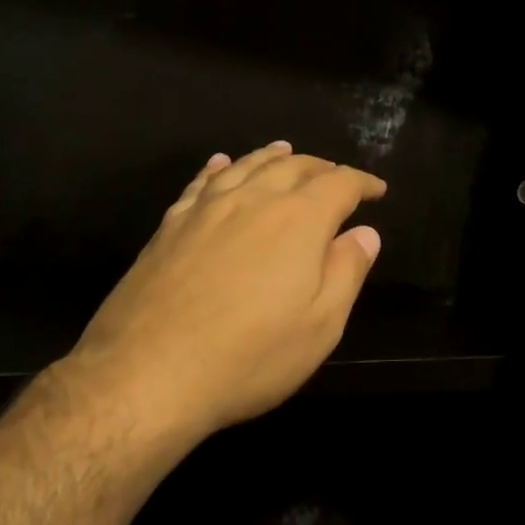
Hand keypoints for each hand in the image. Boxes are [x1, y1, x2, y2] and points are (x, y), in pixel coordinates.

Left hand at [68, 142, 385, 436]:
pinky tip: (221, 164)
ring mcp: (205, 210)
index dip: (362, 184)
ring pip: (246, 166)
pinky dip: (219, 167)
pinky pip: (201, 182)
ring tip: (286, 151)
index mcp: (298, 220)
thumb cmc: (249, 357)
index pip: (339, 185)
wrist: (147, 374)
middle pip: (293, 167)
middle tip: (336, 177)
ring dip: (272, 157)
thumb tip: (365, 233)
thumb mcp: (320, 326)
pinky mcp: (169, 226)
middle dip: (321, 168)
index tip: (377, 191)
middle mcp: (252, 200)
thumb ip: (347, 272)